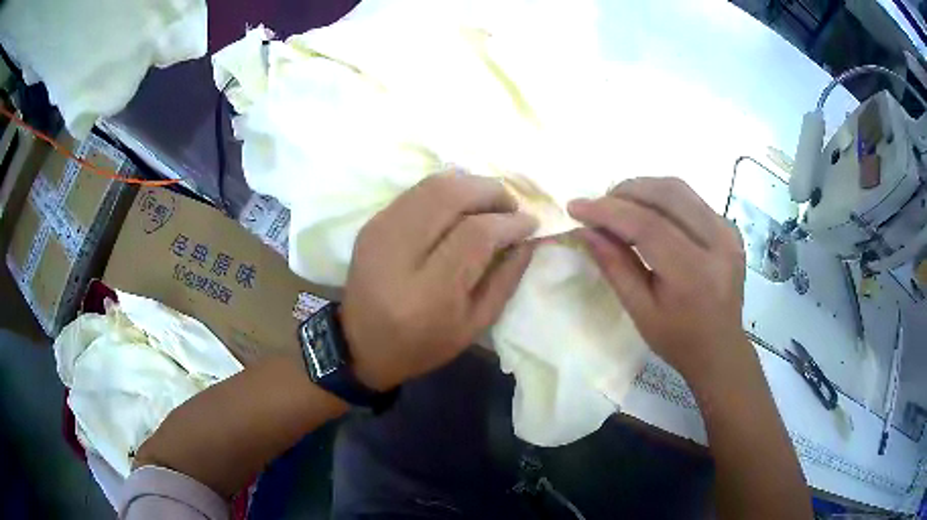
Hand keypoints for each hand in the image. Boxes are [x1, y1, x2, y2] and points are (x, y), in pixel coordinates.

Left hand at [342, 171, 536, 390]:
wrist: (361, 344)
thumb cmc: (423, 344)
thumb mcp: (475, 325)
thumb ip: (506, 278)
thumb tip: (529, 236)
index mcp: (428, 293)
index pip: (475, 235)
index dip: (508, 222)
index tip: (529, 222)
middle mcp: (398, 255)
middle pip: (450, 196)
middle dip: (490, 191)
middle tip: (510, 206)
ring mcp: (379, 233)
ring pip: (432, 186)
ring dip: (469, 184)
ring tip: (489, 202)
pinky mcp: (371, 224)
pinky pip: (416, 192)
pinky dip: (446, 190)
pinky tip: (461, 204)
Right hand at [567, 177, 746, 385]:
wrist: (720, 348)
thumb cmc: (678, 340)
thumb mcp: (640, 312)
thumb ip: (615, 267)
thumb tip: (585, 230)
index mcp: (694, 274)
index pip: (648, 225)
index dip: (609, 211)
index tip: (576, 207)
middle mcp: (718, 244)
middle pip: (666, 195)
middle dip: (625, 193)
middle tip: (598, 207)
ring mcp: (728, 232)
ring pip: (679, 189)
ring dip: (643, 189)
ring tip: (619, 206)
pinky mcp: (730, 228)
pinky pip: (691, 199)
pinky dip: (663, 198)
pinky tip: (648, 213)